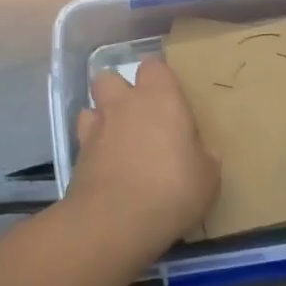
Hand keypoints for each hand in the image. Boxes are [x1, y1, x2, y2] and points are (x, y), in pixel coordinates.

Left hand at [68, 58, 219, 244]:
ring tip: (117, 139)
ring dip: (102, 117)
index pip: (154, 66)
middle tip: (138, 115)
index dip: (159, 78)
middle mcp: (124, 104)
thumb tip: (202, 153)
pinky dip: (92, 147)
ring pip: (91, 106)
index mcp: (160, 99)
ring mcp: (96, 128)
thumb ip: (203, 157)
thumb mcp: (207, 178)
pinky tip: (105, 165)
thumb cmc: (172, 189)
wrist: (116, 220)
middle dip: (119, 91)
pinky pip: (84, 139)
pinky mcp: (77, 155)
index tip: (169, 96)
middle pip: (110, 78)